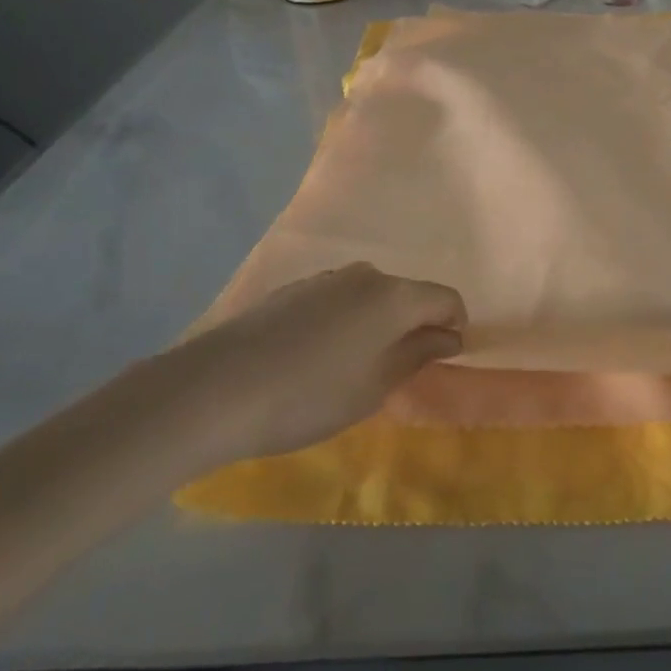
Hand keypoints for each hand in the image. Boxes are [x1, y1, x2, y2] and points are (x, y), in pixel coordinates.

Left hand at [170, 263, 464, 465]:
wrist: (216, 389)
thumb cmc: (311, 394)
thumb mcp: (376, 385)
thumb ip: (418, 354)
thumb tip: (449, 336)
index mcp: (395, 296)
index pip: (446, 299)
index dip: (454, 326)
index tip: (444, 359)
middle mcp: (364, 276)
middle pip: (407, 295)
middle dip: (413, 326)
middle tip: (398, 371)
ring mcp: (324, 280)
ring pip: (369, 298)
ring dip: (375, 325)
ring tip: (353, 368)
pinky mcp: (291, 291)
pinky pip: (336, 302)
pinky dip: (343, 324)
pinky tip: (316, 358)